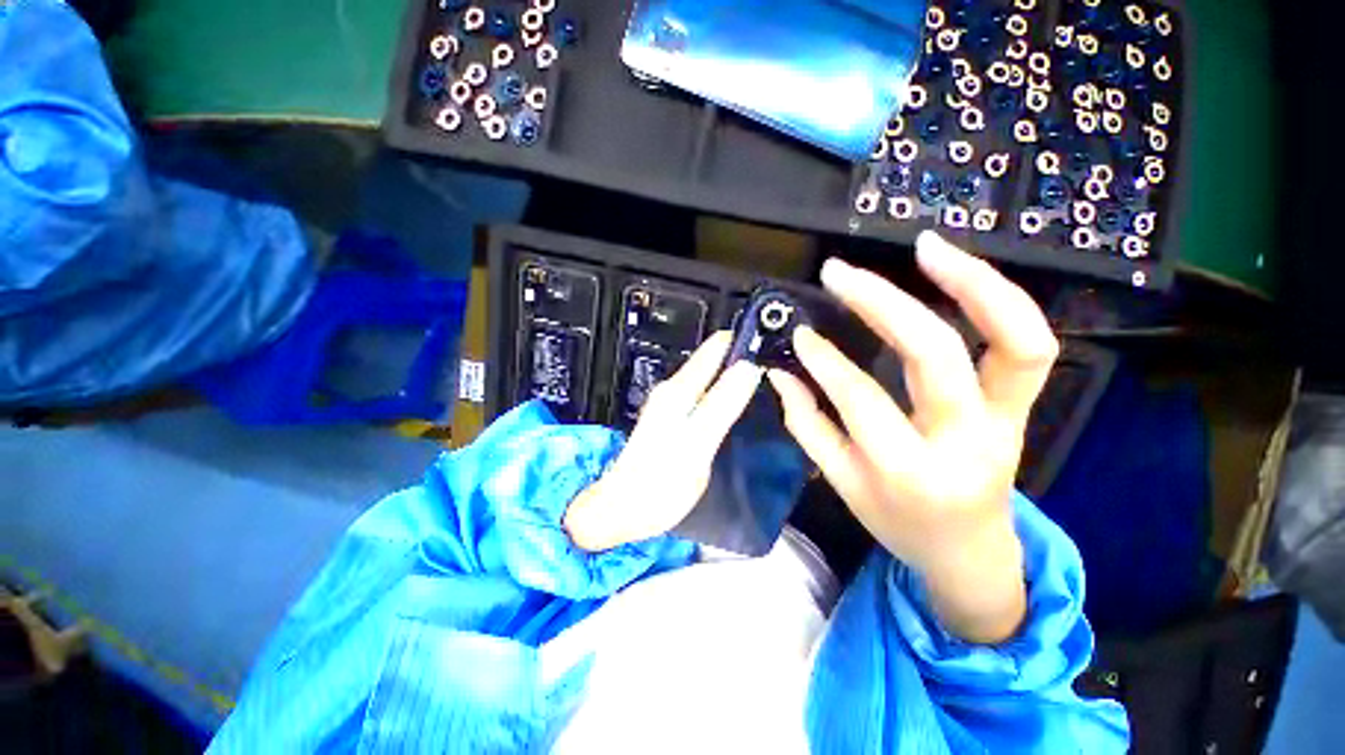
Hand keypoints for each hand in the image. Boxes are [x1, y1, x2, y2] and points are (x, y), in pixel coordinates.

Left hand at [564, 332, 763, 551]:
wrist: (623, 509)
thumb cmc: (660, 483)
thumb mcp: (696, 444)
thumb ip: (722, 405)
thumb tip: (749, 367)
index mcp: (680, 390)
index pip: (716, 349)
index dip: (744, 341)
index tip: (774, 341)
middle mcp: (674, 389)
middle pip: (713, 360)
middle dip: (743, 357)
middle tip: (778, 364)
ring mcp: (671, 403)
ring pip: (709, 376)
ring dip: (735, 374)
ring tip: (767, 379)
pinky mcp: (673, 418)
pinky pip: (704, 393)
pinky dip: (723, 391)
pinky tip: (739, 401)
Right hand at [768, 231, 1058, 643]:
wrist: (972, 554)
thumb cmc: (899, 524)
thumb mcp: (842, 485)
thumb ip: (807, 425)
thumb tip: (779, 373)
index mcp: (909, 472)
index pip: (860, 398)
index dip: (824, 360)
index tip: (800, 333)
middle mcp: (966, 442)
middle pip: (932, 354)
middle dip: (881, 303)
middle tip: (838, 273)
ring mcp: (1007, 420)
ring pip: (1013, 340)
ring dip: (971, 283)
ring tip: (925, 247)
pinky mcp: (1023, 406)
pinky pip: (1026, 344)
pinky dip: (1000, 300)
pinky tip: (959, 271)